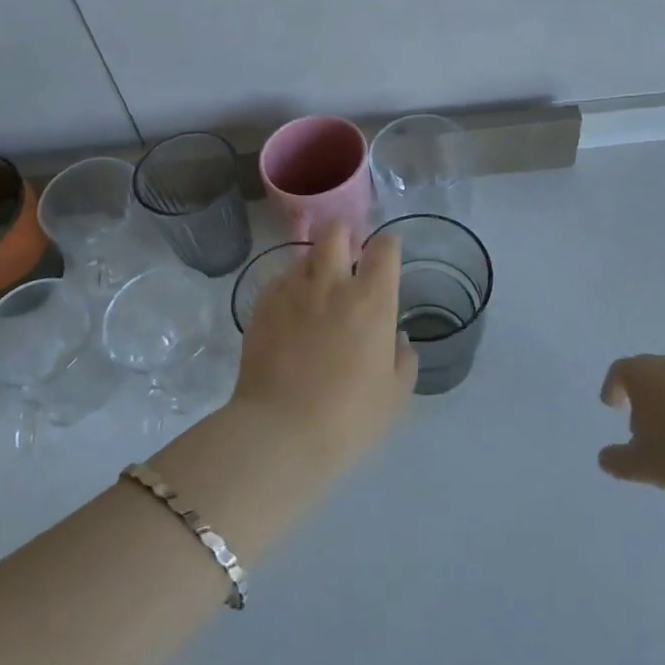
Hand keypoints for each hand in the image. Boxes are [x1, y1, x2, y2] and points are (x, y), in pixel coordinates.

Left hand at [231, 226, 416, 471]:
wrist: (280, 432)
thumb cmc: (348, 417)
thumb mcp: (394, 397)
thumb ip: (403, 361)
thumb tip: (396, 339)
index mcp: (372, 300)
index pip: (384, 248)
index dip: (388, 245)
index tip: (386, 253)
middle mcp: (332, 283)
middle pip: (336, 232)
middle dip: (344, 234)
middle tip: (348, 255)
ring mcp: (292, 291)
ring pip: (304, 255)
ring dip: (315, 262)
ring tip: (317, 285)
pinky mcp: (262, 306)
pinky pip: (279, 281)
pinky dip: (289, 287)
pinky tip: (290, 310)